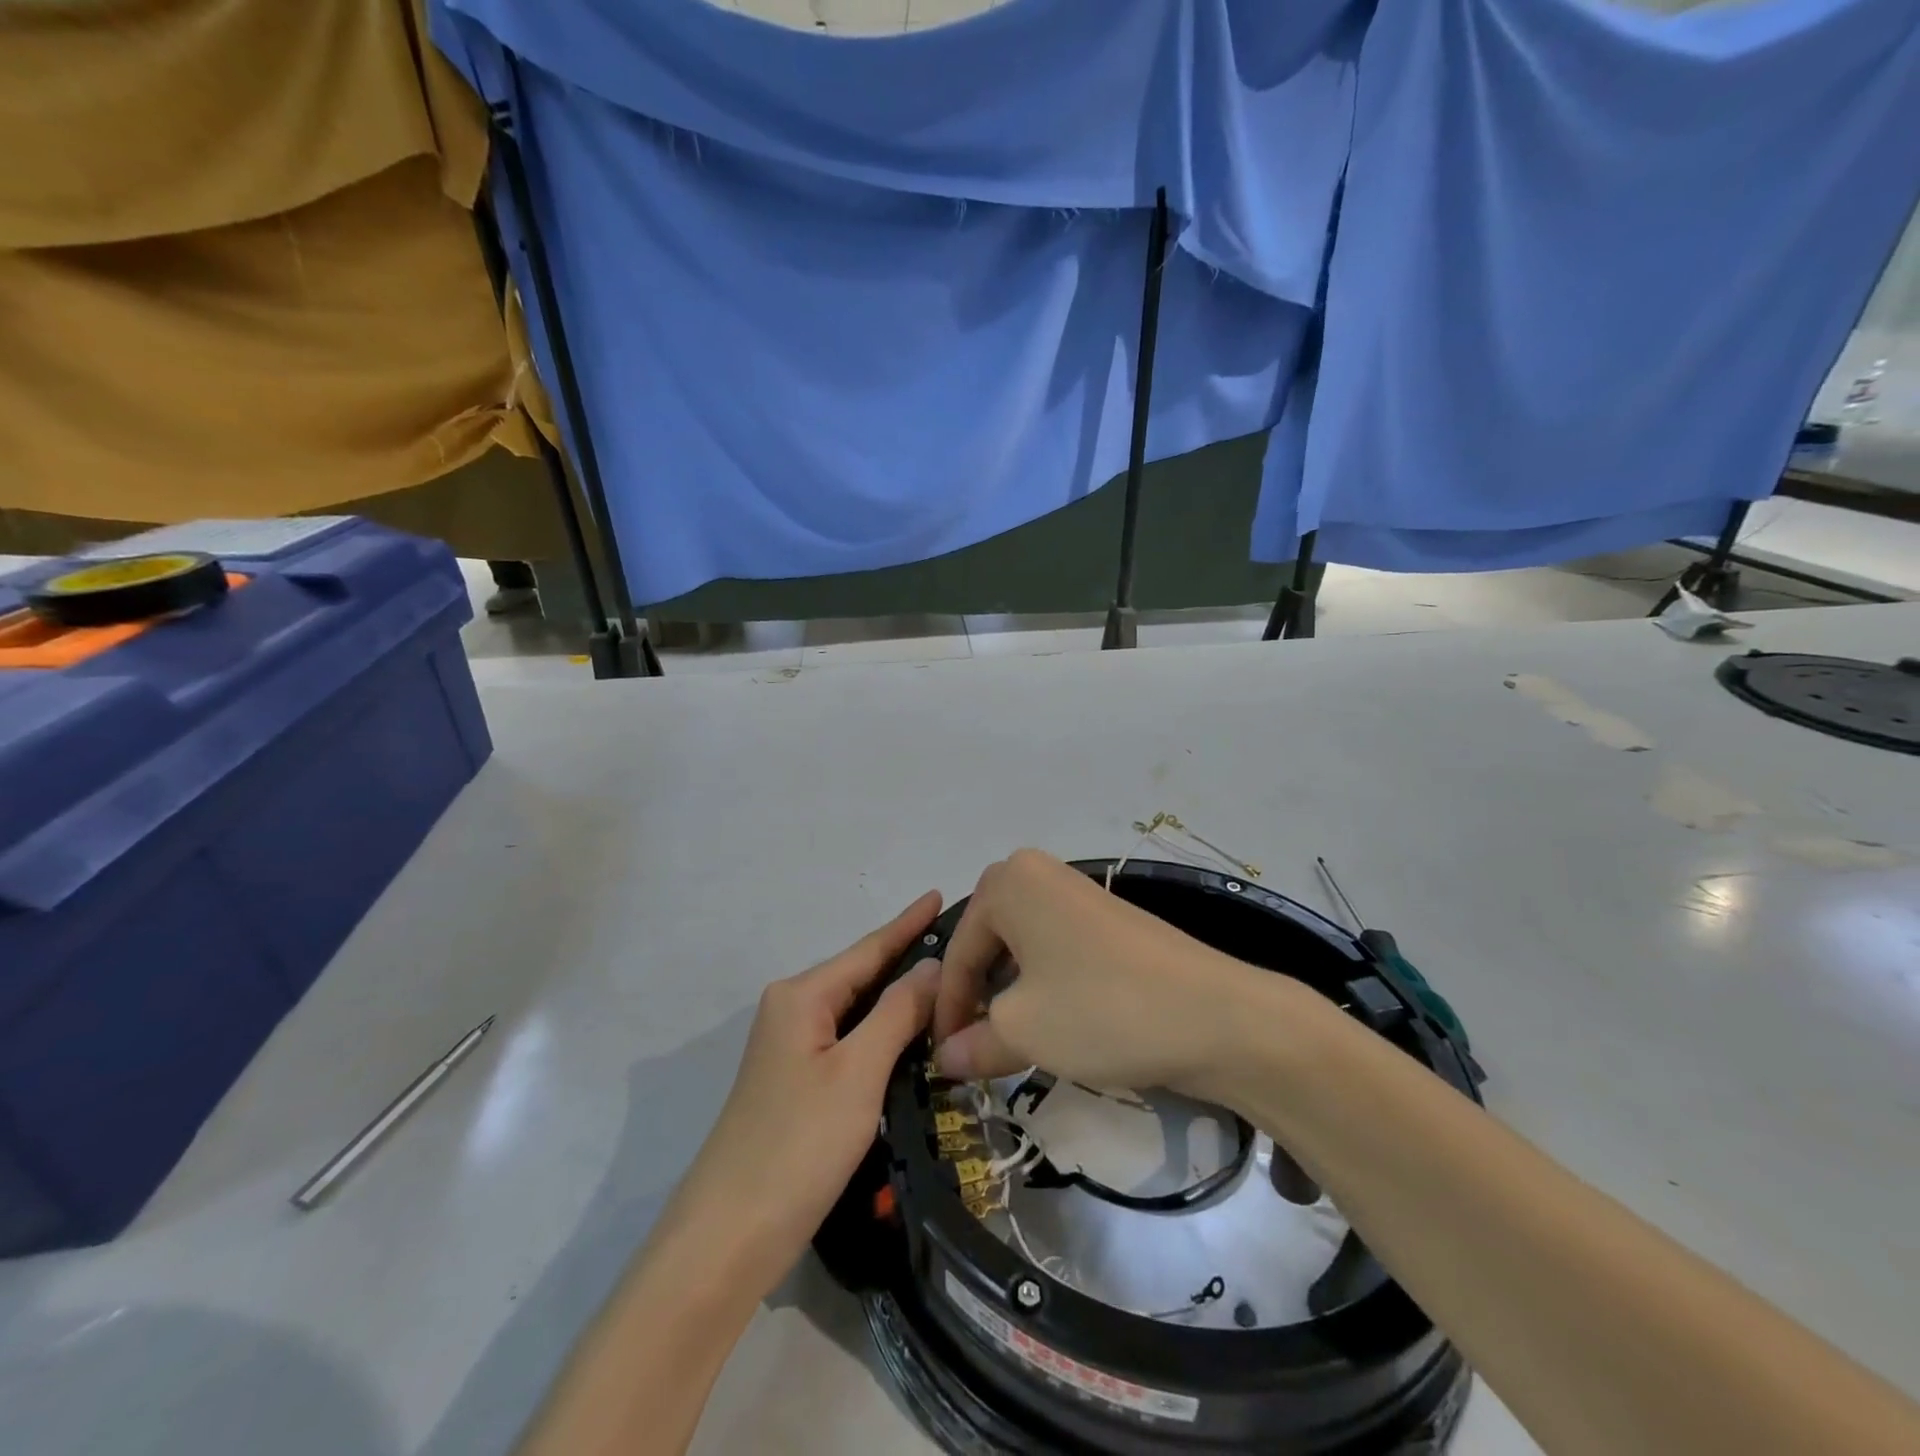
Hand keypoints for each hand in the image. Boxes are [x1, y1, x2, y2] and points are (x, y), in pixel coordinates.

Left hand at [661, 892, 942, 1296]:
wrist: (728, 1238)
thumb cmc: (798, 1144)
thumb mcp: (858, 1072)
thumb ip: (898, 1012)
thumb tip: (932, 965)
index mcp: (801, 995)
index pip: (868, 949)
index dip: (907, 923)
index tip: (939, 894)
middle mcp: (792, 1010)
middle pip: (861, 975)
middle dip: (907, 958)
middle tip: (961, 945)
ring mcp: (791, 1048)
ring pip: (856, 1009)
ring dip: (899, 998)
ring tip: (948, 982)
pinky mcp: (796, 1083)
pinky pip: (849, 1039)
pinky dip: (883, 1031)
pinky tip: (911, 1034)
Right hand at [932, 850, 1264, 1093]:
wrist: (1215, 1015)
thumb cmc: (1100, 1009)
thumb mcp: (1023, 1031)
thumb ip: (973, 1042)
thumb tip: (945, 1058)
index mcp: (1008, 882)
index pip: (958, 951)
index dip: (946, 1010)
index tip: (942, 1059)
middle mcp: (1038, 874)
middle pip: (987, 941)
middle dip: (977, 995)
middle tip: (974, 1046)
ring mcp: (1078, 893)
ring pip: (1022, 947)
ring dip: (1010, 993)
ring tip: (1012, 1040)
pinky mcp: (1108, 919)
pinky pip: (1055, 948)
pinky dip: (1043, 984)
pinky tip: (1054, 1022)